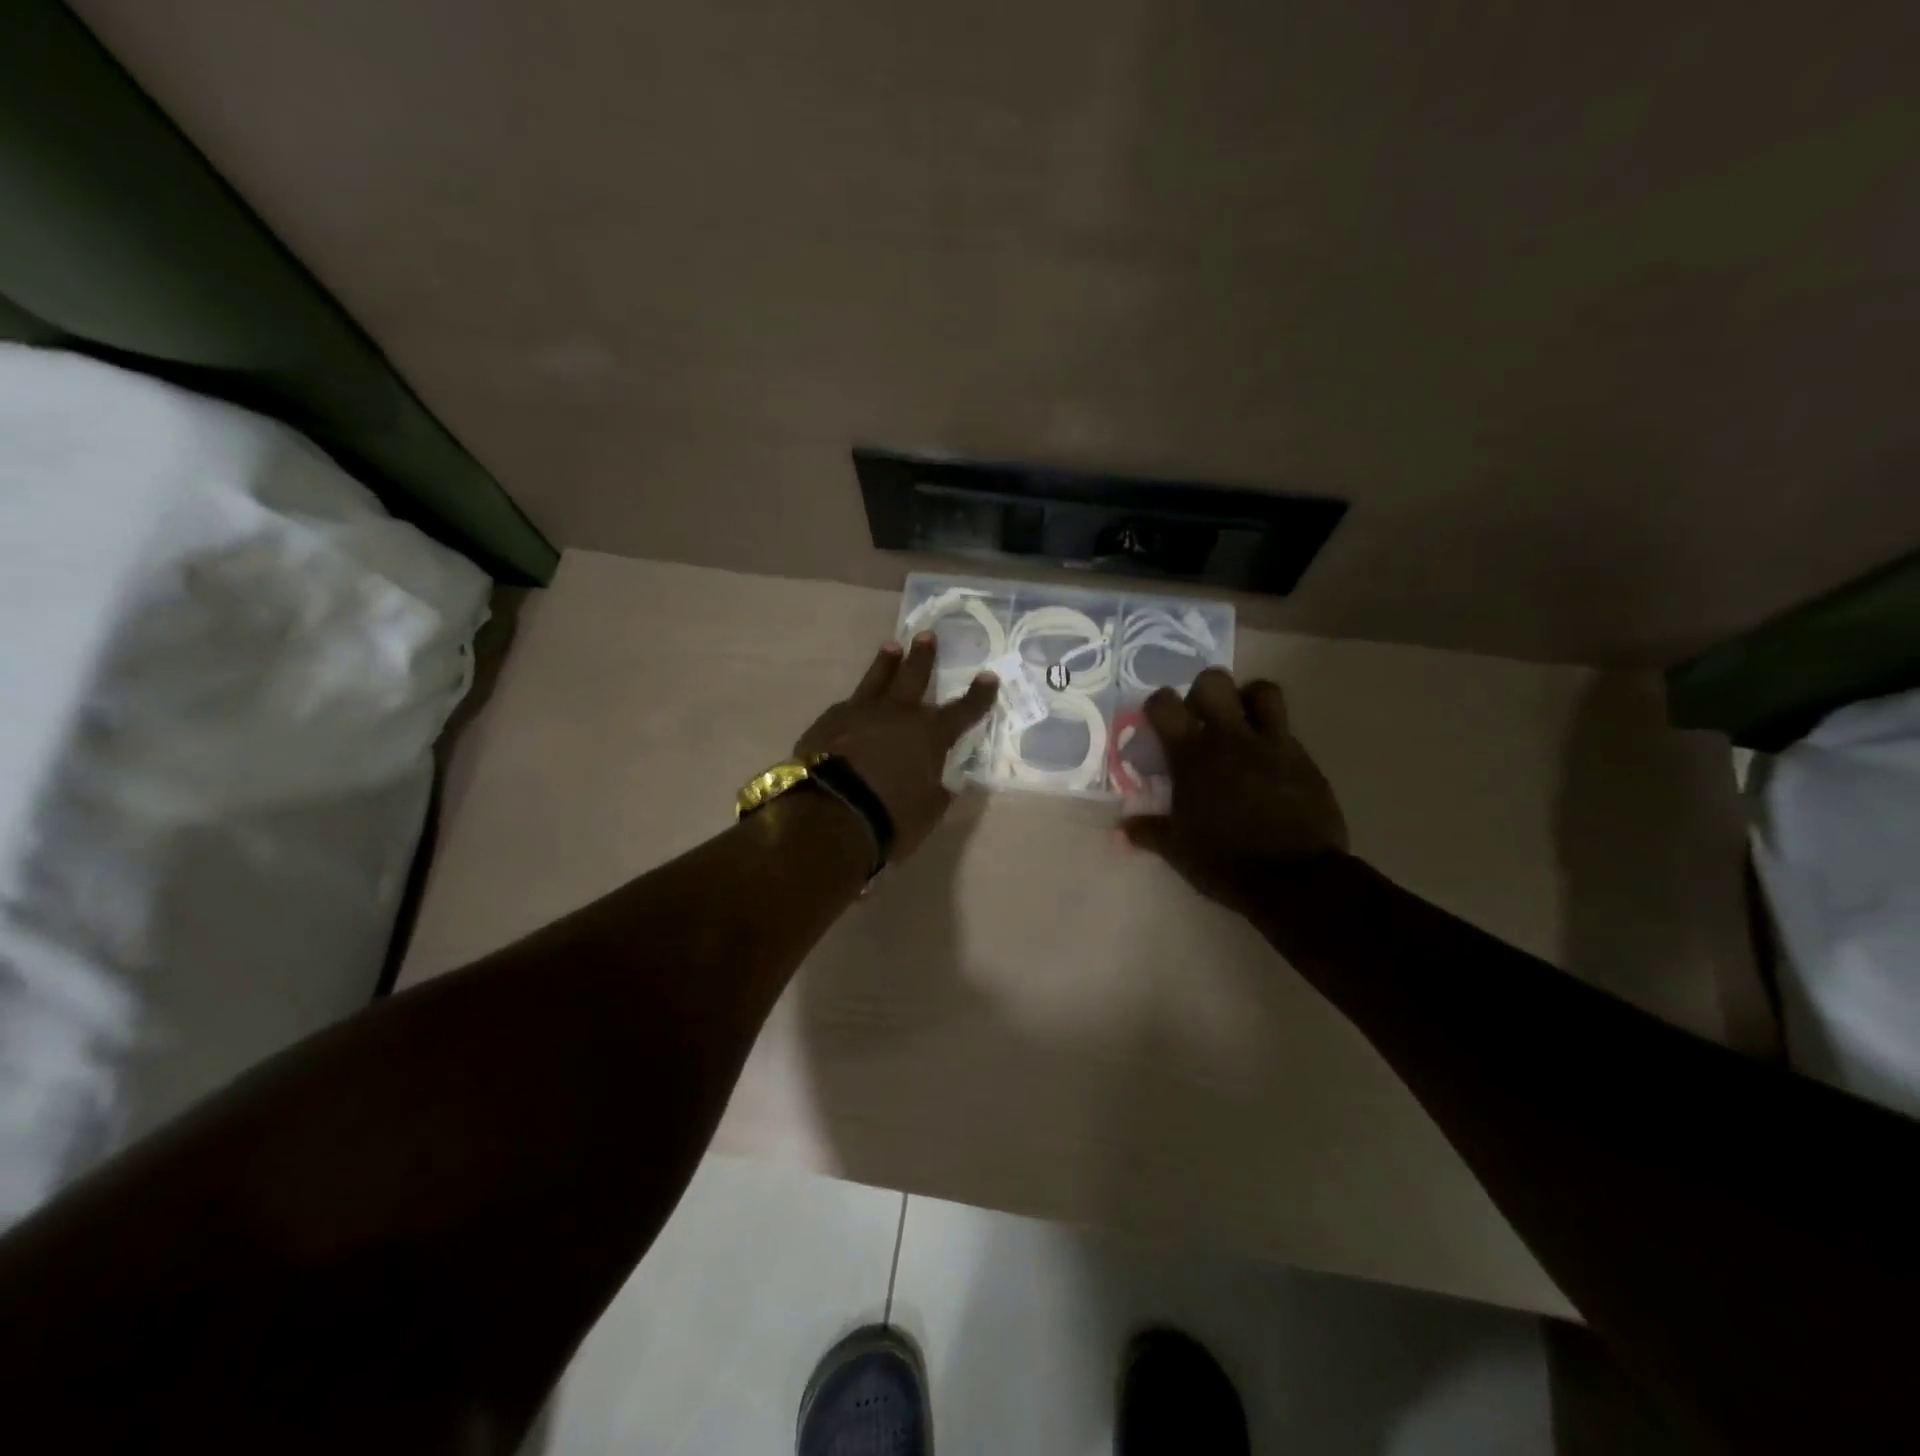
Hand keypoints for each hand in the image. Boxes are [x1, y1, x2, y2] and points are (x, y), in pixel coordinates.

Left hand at [795, 634, 998, 861]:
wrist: (830, 814)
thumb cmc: (890, 817)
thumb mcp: (927, 811)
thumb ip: (937, 792)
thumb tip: (943, 785)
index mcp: (929, 735)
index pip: (962, 711)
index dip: (978, 696)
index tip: (988, 677)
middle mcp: (897, 714)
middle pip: (914, 677)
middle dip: (923, 657)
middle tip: (926, 635)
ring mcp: (860, 713)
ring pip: (876, 680)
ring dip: (886, 663)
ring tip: (891, 646)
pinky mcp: (828, 721)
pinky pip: (846, 706)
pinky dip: (854, 704)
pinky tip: (851, 705)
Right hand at [1121, 669, 1347, 913]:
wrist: (1296, 879)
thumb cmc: (1226, 861)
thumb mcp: (1177, 850)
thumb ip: (1147, 831)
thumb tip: (1119, 830)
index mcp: (1193, 755)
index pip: (1164, 704)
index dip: (1157, 705)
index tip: (1156, 721)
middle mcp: (1231, 738)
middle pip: (1214, 681)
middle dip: (1203, 692)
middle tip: (1200, 718)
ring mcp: (1272, 744)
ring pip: (1263, 690)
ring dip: (1248, 699)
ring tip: (1240, 723)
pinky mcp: (1304, 759)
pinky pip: (1286, 729)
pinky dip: (1273, 736)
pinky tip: (1267, 762)